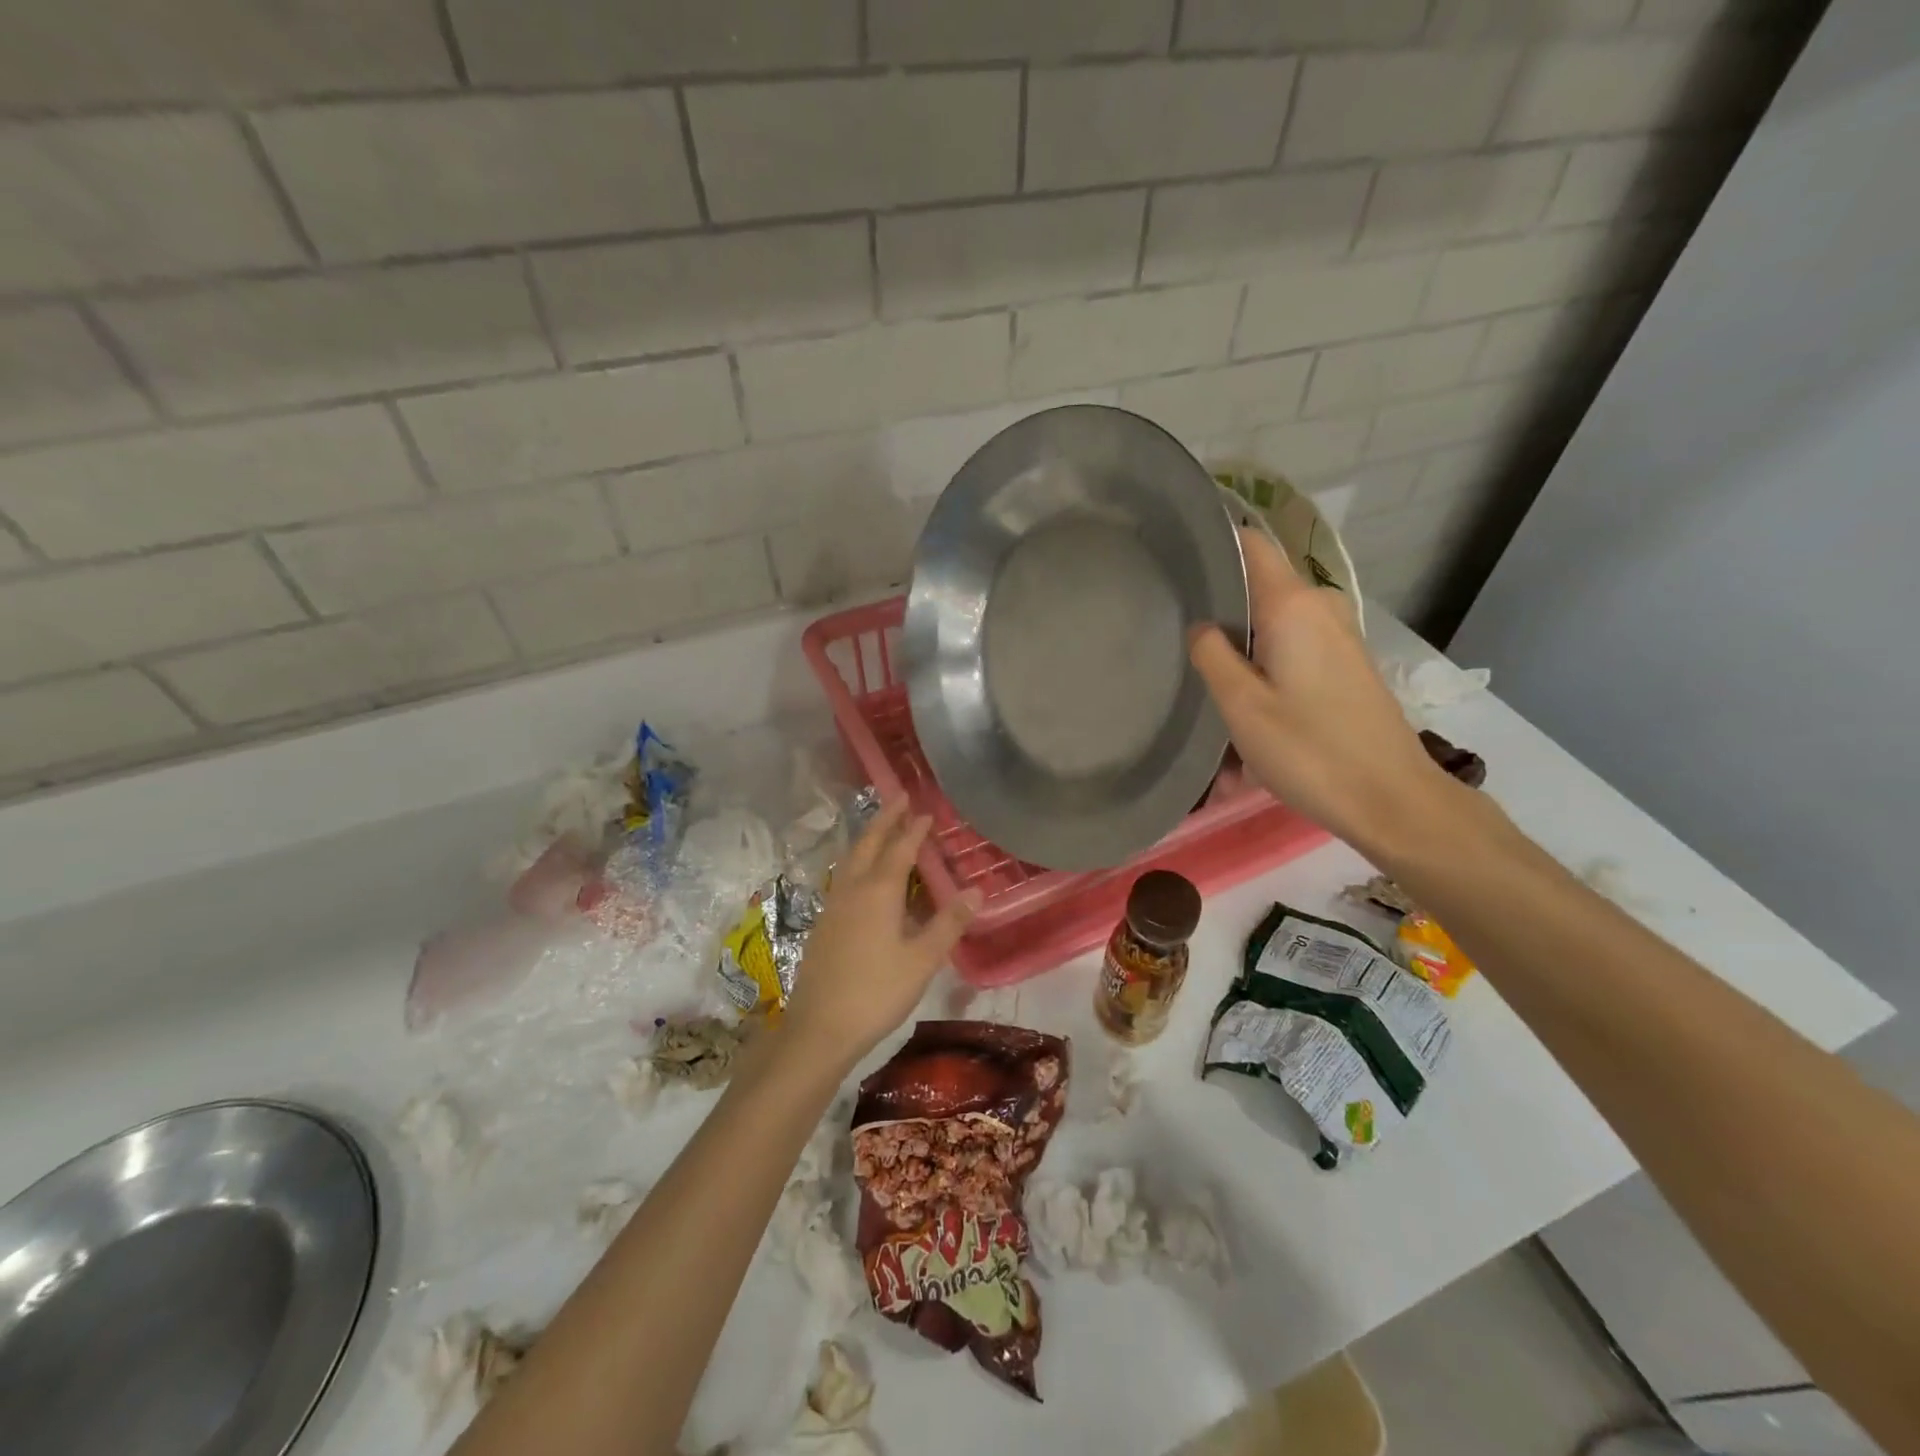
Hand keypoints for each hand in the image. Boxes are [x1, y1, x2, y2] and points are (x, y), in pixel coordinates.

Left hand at [781, 800, 977, 1066]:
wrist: (819, 1027)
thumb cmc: (876, 992)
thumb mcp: (922, 960)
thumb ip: (949, 923)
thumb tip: (976, 891)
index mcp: (878, 891)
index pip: (899, 849)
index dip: (914, 829)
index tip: (926, 811)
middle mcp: (853, 889)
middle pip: (868, 843)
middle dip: (884, 819)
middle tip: (899, 797)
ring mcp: (833, 905)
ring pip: (851, 858)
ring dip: (868, 837)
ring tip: (881, 827)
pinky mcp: (823, 923)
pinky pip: (843, 876)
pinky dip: (857, 860)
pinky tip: (862, 875)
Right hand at [1190, 526, 1449, 854]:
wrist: (1391, 798)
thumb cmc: (1310, 751)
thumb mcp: (1242, 706)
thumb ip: (1212, 655)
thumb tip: (1201, 626)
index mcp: (1292, 606)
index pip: (1251, 544)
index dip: (1213, 542)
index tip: (1174, 556)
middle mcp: (1320, 608)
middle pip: (1258, 585)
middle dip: (1219, 603)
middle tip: (1172, 628)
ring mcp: (1338, 636)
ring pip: (1273, 621)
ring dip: (1240, 643)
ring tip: (1202, 672)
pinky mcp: (1345, 664)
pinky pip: (1292, 647)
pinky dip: (1264, 663)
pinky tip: (1243, 699)